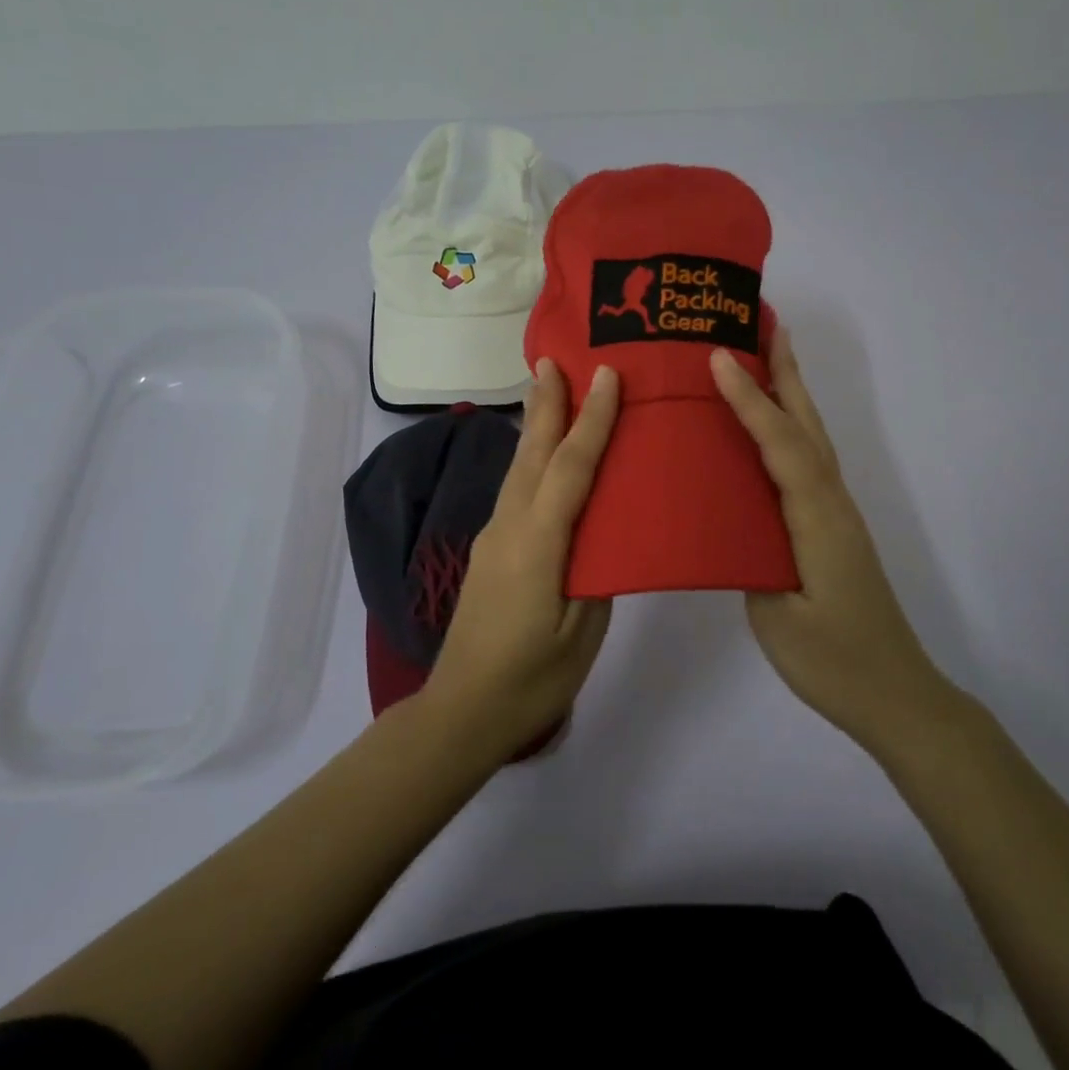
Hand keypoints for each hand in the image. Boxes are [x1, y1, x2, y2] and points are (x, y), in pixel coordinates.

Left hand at [419, 358, 620, 757]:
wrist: (462, 712)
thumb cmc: (532, 679)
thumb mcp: (581, 632)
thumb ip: (596, 574)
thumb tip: (603, 534)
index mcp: (538, 543)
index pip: (570, 468)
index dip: (591, 420)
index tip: (606, 376)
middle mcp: (509, 527)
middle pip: (531, 453)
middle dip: (545, 403)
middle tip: (553, 358)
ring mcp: (494, 538)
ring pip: (517, 468)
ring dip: (534, 426)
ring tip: (547, 390)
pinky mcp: (490, 551)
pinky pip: (515, 490)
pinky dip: (530, 460)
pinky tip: (540, 457)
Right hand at [710, 331, 960, 759]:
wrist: (895, 696)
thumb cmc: (834, 662)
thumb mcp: (779, 616)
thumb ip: (751, 557)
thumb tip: (727, 516)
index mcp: (816, 519)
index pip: (781, 446)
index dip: (750, 400)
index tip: (719, 357)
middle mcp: (831, 503)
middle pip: (807, 424)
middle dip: (784, 370)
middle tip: (762, 321)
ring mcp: (834, 515)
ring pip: (810, 439)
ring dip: (789, 393)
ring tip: (765, 354)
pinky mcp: (829, 528)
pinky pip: (805, 463)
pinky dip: (788, 429)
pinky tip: (767, 430)